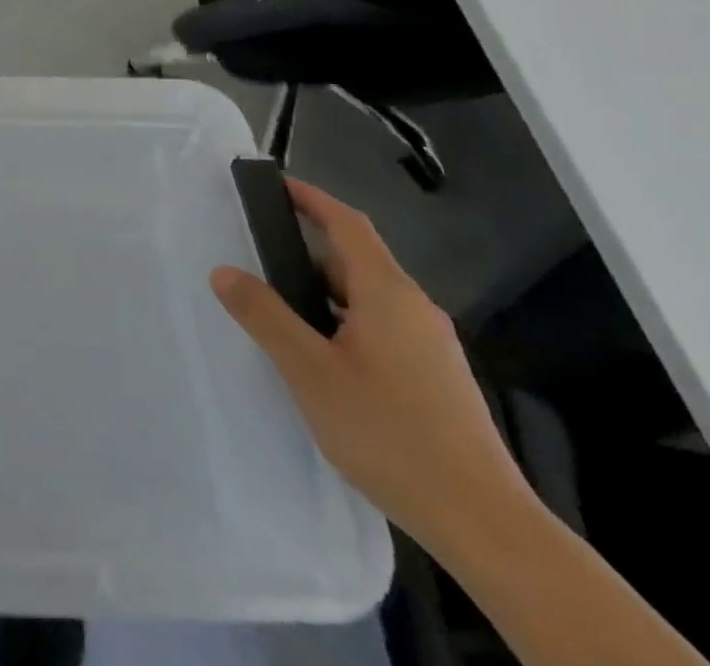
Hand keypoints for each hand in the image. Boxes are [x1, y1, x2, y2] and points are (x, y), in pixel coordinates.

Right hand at [210, 178, 531, 556]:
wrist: (485, 524)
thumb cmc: (390, 433)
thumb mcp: (310, 371)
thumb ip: (265, 316)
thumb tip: (224, 271)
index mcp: (388, 294)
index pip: (347, 224)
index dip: (311, 198)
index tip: (275, 184)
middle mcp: (415, 309)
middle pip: (355, 260)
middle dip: (306, 252)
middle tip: (257, 256)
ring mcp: (431, 347)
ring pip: (367, 298)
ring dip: (323, 292)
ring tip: (279, 309)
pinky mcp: (437, 380)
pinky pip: (380, 328)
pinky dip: (343, 322)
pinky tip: (321, 358)